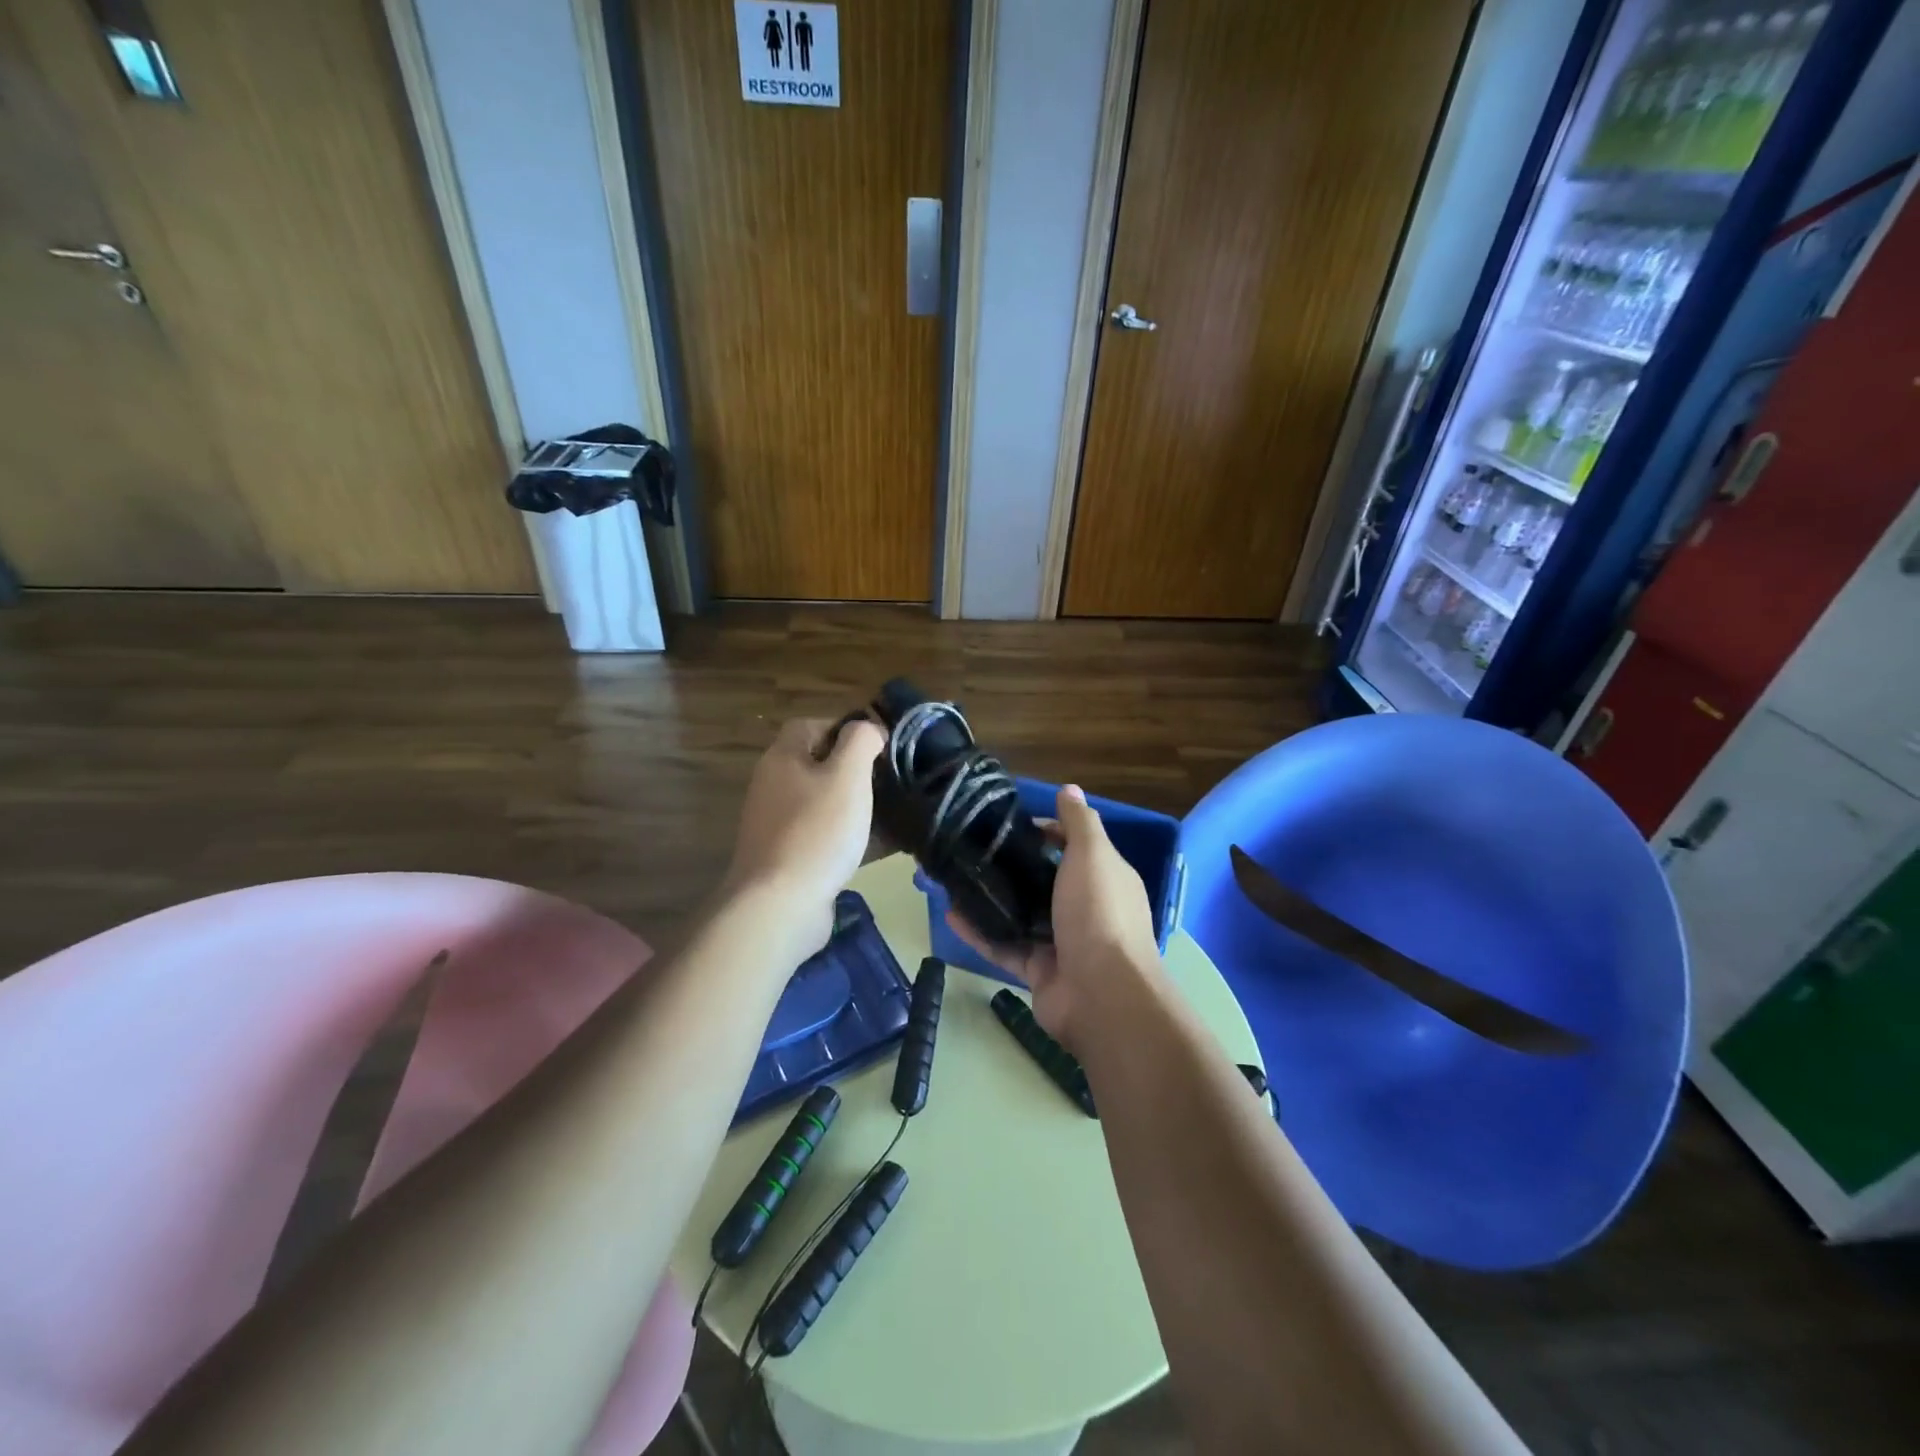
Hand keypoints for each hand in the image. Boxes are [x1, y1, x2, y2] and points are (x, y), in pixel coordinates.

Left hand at [726, 717, 885, 943]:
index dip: (845, 728)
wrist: (779, 904)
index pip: (810, 724)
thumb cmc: (817, 831)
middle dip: (854, 771)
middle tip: (888, 781)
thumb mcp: (847, 775)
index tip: (878, 746)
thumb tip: (868, 728)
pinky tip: (875, 848)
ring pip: (823, 802)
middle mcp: (774, 785)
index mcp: (783, 758)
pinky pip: (823, 835)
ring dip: (853, 805)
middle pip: (817, 764)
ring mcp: (777, 824)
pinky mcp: (787, 856)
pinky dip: (847, 836)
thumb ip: (861, 741)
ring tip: (889, 813)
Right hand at [948, 784, 1159, 1050]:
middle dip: (1014, 867)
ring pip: (1021, 916)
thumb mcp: (1093, 856)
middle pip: (1046, 881)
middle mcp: (1086, 909)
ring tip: (956, 880)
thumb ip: (1080, 823)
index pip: (1074, 847)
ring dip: (992, 900)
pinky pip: (1004, 948)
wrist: (1102, 995)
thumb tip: (1070, 789)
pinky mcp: (1038, 972)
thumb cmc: (1099, 913)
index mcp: (1105, 879)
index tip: (1011, 825)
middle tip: (974, 850)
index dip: (1046, 832)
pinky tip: (950, 915)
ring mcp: (1062, 943)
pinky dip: (980, 934)